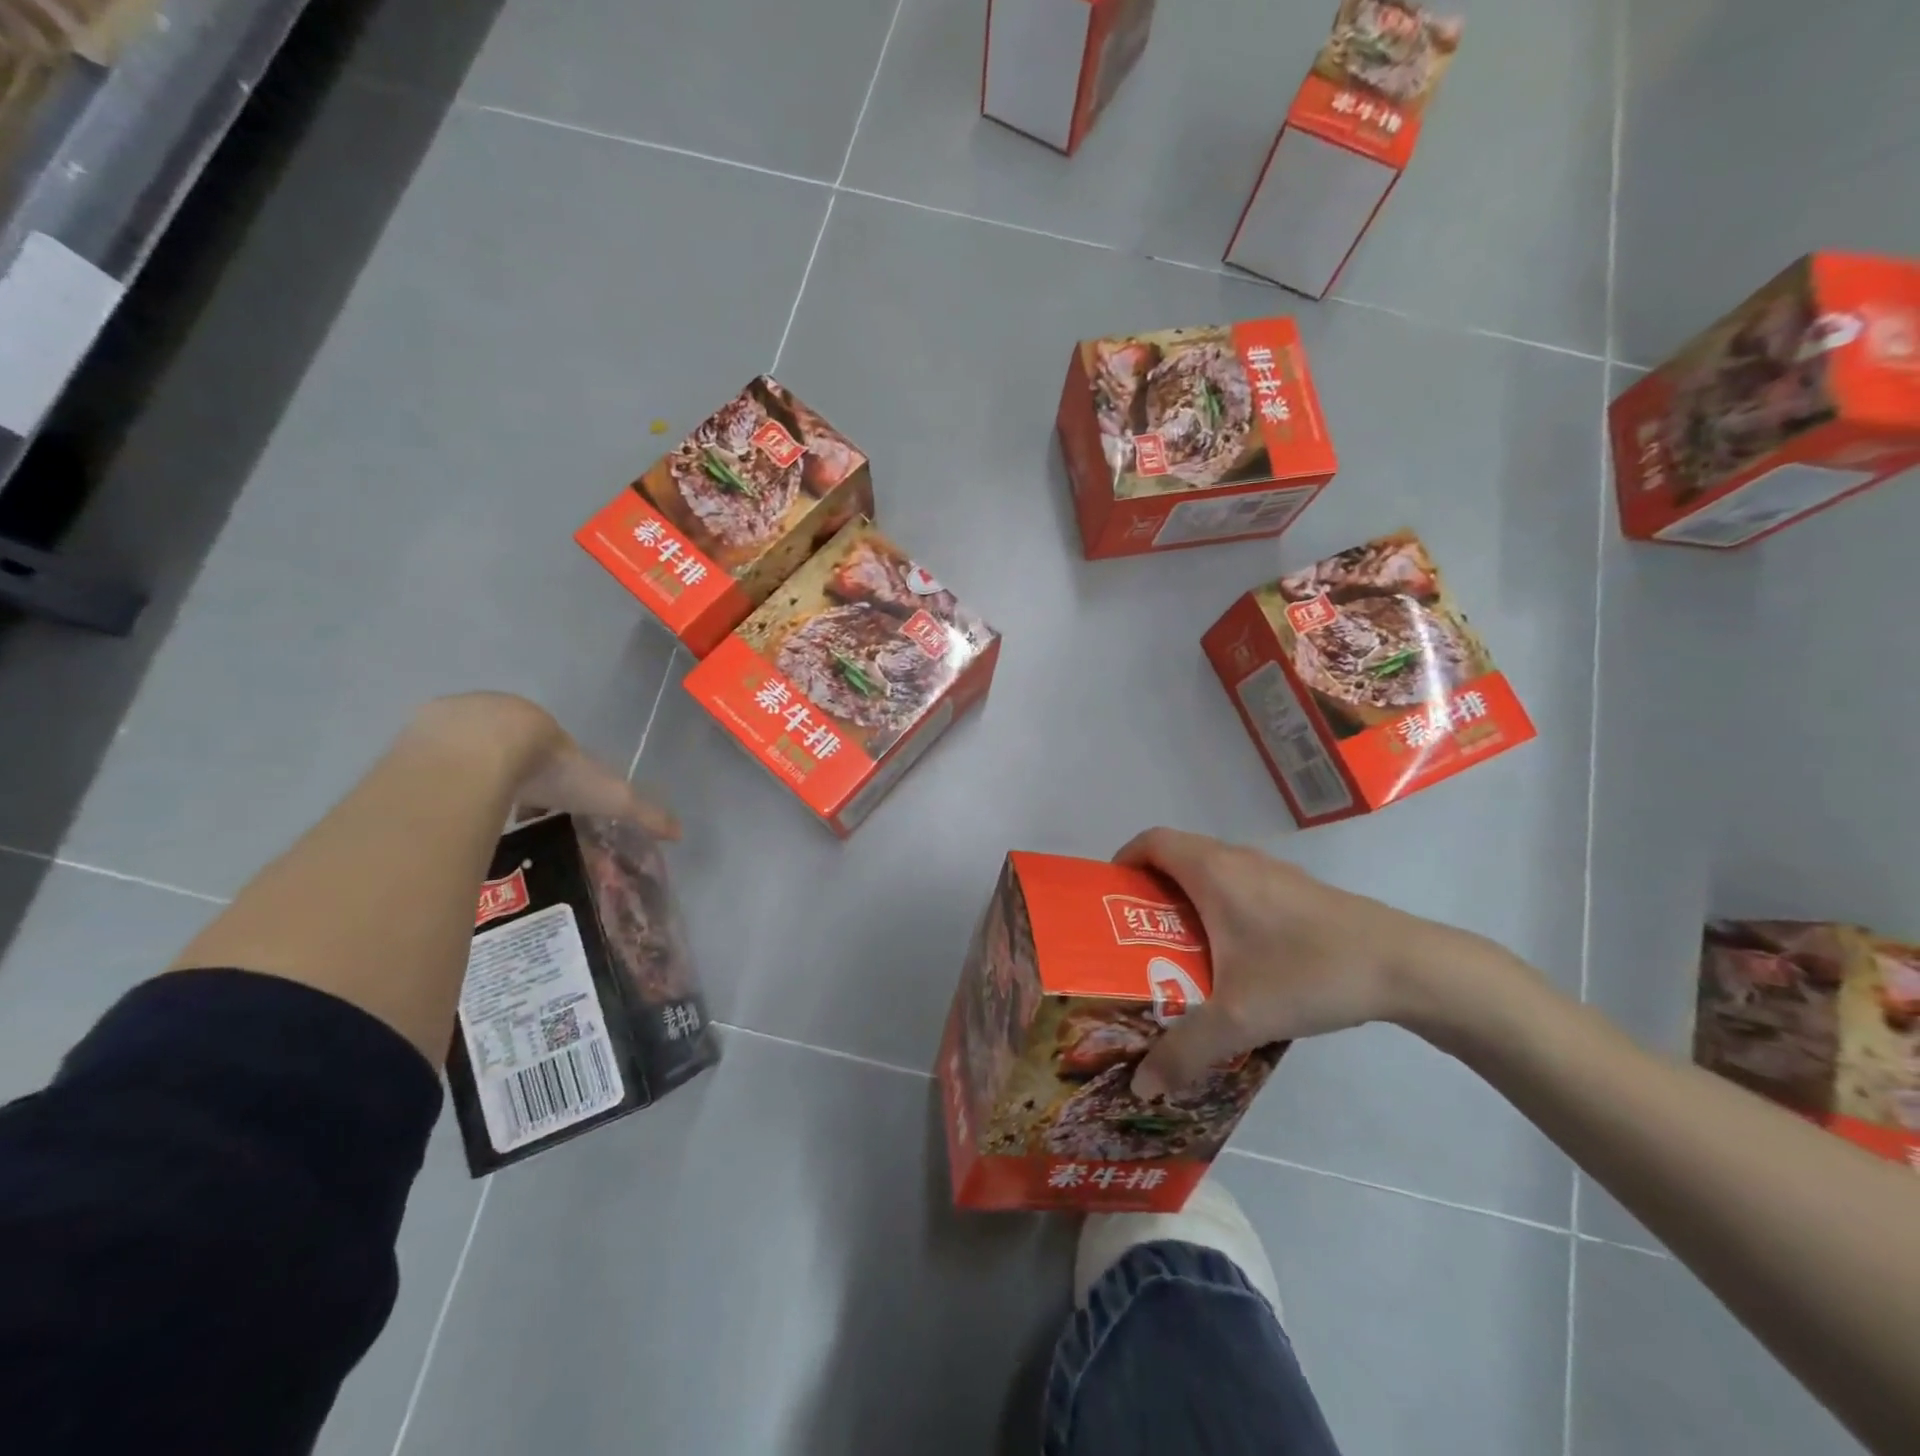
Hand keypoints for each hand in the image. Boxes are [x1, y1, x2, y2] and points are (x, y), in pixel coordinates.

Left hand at [407, 693, 679, 838]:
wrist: (478, 750)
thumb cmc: (547, 767)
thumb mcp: (604, 793)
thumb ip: (640, 811)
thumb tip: (679, 832)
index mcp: (539, 726)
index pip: (547, 751)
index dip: (549, 778)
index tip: (546, 806)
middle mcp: (497, 716)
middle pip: (503, 750)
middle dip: (508, 777)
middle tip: (508, 811)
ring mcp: (450, 724)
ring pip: (461, 754)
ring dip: (467, 778)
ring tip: (469, 815)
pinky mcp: (412, 739)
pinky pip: (424, 762)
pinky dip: (434, 783)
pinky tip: (437, 809)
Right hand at [1114, 827, 1498, 1096]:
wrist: (1406, 967)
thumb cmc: (1309, 971)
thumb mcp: (1239, 1017)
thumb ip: (1184, 1050)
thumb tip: (1141, 1085)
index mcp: (1212, 870)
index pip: (1149, 841)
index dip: (1122, 861)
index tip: (1108, 900)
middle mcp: (1237, 860)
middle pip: (1176, 857)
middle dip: (1148, 892)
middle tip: (1132, 939)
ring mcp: (1271, 874)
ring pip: (1210, 874)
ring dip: (1185, 903)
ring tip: (1174, 954)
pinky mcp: (1298, 893)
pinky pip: (1239, 889)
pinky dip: (1219, 911)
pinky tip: (1232, 962)